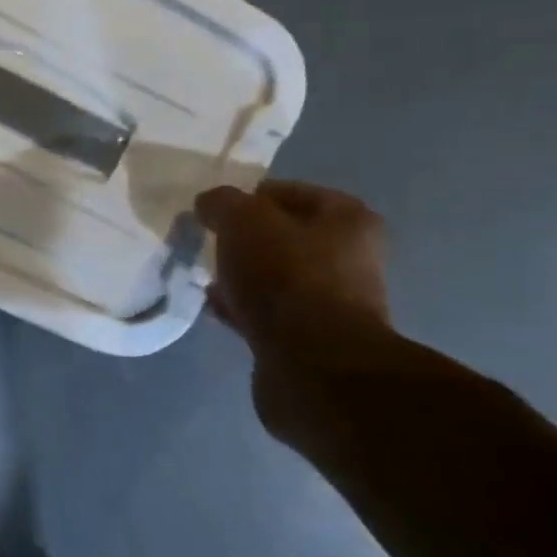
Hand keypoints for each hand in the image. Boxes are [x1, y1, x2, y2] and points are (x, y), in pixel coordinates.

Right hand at [194, 180, 390, 354]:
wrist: (312, 363)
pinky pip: (268, 311)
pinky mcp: (312, 336)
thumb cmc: (285, 276)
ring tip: (206, 279)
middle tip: (208, 246)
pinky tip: (216, 309)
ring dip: (241, 275)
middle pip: (282, 236)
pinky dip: (242, 307)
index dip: (245, 198)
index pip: (286, 193)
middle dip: (243, 240)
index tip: (211, 214)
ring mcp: (333, 300)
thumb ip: (222, 203)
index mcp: (346, 218)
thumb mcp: (242, 220)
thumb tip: (209, 204)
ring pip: (274, 275)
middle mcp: (349, 255)